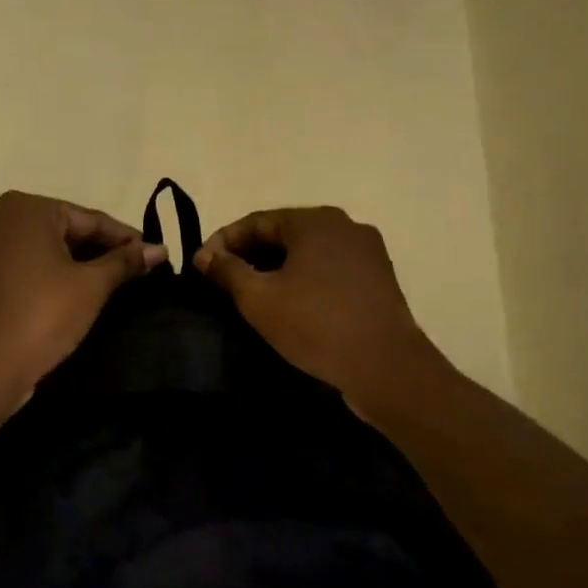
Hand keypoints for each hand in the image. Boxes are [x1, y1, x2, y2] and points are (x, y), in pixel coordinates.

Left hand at [0, 191, 166, 401]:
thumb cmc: (42, 316)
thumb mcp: (91, 287)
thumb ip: (124, 262)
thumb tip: (159, 249)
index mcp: (24, 209)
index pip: (88, 219)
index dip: (124, 238)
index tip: (151, 254)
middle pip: (59, 231)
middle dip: (95, 251)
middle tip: (130, 272)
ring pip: (36, 252)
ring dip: (67, 265)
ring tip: (101, 286)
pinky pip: (14, 271)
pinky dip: (39, 279)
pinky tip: (60, 299)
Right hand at [193, 206, 434, 407]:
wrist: (386, 367)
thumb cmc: (316, 325)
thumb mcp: (259, 299)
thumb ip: (228, 271)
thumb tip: (205, 255)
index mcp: (315, 221)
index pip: (257, 221)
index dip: (223, 241)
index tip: (201, 266)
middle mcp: (344, 226)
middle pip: (284, 233)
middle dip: (250, 254)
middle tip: (222, 281)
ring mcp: (367, 252)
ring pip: (308, 252)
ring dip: (277, 268)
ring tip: (252, 294)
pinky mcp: (378, 279)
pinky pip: (330, 270)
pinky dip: (304, 280)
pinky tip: (291, 304)